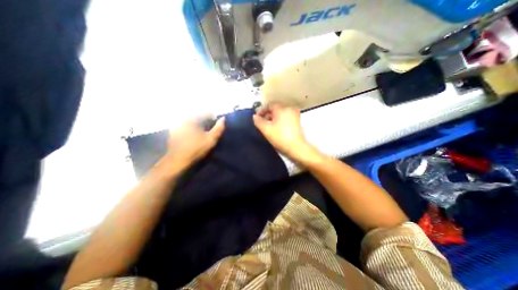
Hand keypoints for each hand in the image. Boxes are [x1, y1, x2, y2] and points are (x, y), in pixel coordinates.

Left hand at [163, 117, 224, 168]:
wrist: (177, 160)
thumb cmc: (196, 149)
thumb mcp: (211, 139)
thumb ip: (219, 128)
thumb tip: (223, 118)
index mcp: (193, 119)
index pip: (207, 113)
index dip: (214, 119)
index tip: (217, 126)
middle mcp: (184, 118)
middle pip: (199, 116)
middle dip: (206, 121)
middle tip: (210, 130)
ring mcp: (177, 124)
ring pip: (192, 121)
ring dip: (198, 125)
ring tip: (202, 133)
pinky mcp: (173, 130)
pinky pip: (185, 126)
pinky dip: (191, 128)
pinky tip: (193, 136)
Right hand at [252, 104, 320, 163]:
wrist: (297, 147)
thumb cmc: (280, 137)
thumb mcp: (266, 130)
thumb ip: (259, 122)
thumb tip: (255, 117)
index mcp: (281, 109)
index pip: (269, 106)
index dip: (261, 111)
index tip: (256, 117)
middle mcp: (289, 109)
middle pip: (275, 109)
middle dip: (267, 115)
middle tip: (262, 123)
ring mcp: (295, 115)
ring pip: (281, 114)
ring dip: (273, 118)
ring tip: (268, 126)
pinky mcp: (297, 122)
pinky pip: (286, 118)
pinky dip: (280, 121)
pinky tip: (277, 128)